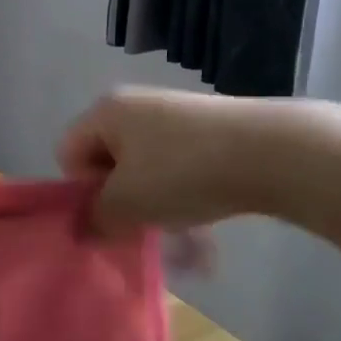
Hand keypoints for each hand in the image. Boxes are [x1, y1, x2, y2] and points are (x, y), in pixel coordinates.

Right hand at [57, 87, 266, 235]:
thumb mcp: (128, 205)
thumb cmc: (182, 173)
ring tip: (179, 235)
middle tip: (141, 228)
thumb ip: (96, 220)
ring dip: (154, 206)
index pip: (68, 153)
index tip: (110, 214)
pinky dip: (184, 197)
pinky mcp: (209, 130)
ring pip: (146, 171)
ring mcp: (175, 116)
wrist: (271, 152)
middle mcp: (136, 106)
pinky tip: (204, 228)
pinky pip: (179, 169)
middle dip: (120, 202)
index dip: (81, 190)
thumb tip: (84, 229)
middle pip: (108, 162)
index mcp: (106, 112)